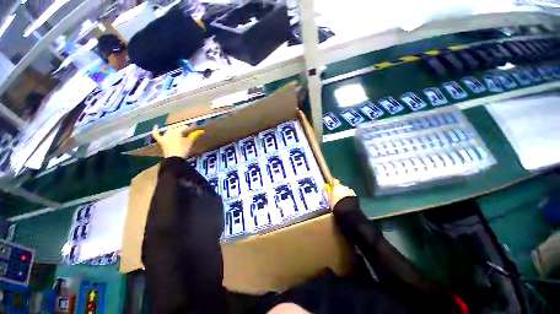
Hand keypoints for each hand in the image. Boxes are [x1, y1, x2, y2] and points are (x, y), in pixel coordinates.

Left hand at [152, 125, 204, 158]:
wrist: (174, 158)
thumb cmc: (183, 150)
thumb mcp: (189, 142)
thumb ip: (194, 136)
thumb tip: (201, 131)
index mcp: (177, 131)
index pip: (184, 127)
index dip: (190, 127)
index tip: (194, 127)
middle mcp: (170, 132)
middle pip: (176, 127)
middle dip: (182, 127)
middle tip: (187, 128)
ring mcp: (164, 136)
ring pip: (169, 130)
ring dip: (173, 128)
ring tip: (177, 128)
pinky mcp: (161, 141)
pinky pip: (156, 134)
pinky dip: (156, 130)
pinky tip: (156, 126)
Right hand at [324, 179, 355, 208]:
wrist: (348, 212)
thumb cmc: (336, 204)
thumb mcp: (328, 199)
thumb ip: (326, 192)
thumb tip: (324, 188)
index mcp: (337, 186)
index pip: (333, 180)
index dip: (331, 181)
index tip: (329, 183)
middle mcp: (344, 187)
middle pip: (340, 186)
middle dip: (338, 189)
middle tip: (335, 194)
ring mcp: (350, 191)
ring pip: (345, 190)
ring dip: (343, 193)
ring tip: (340, 200)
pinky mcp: (355, 197)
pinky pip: (349, 195)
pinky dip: (347, 197)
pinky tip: (345, 202)